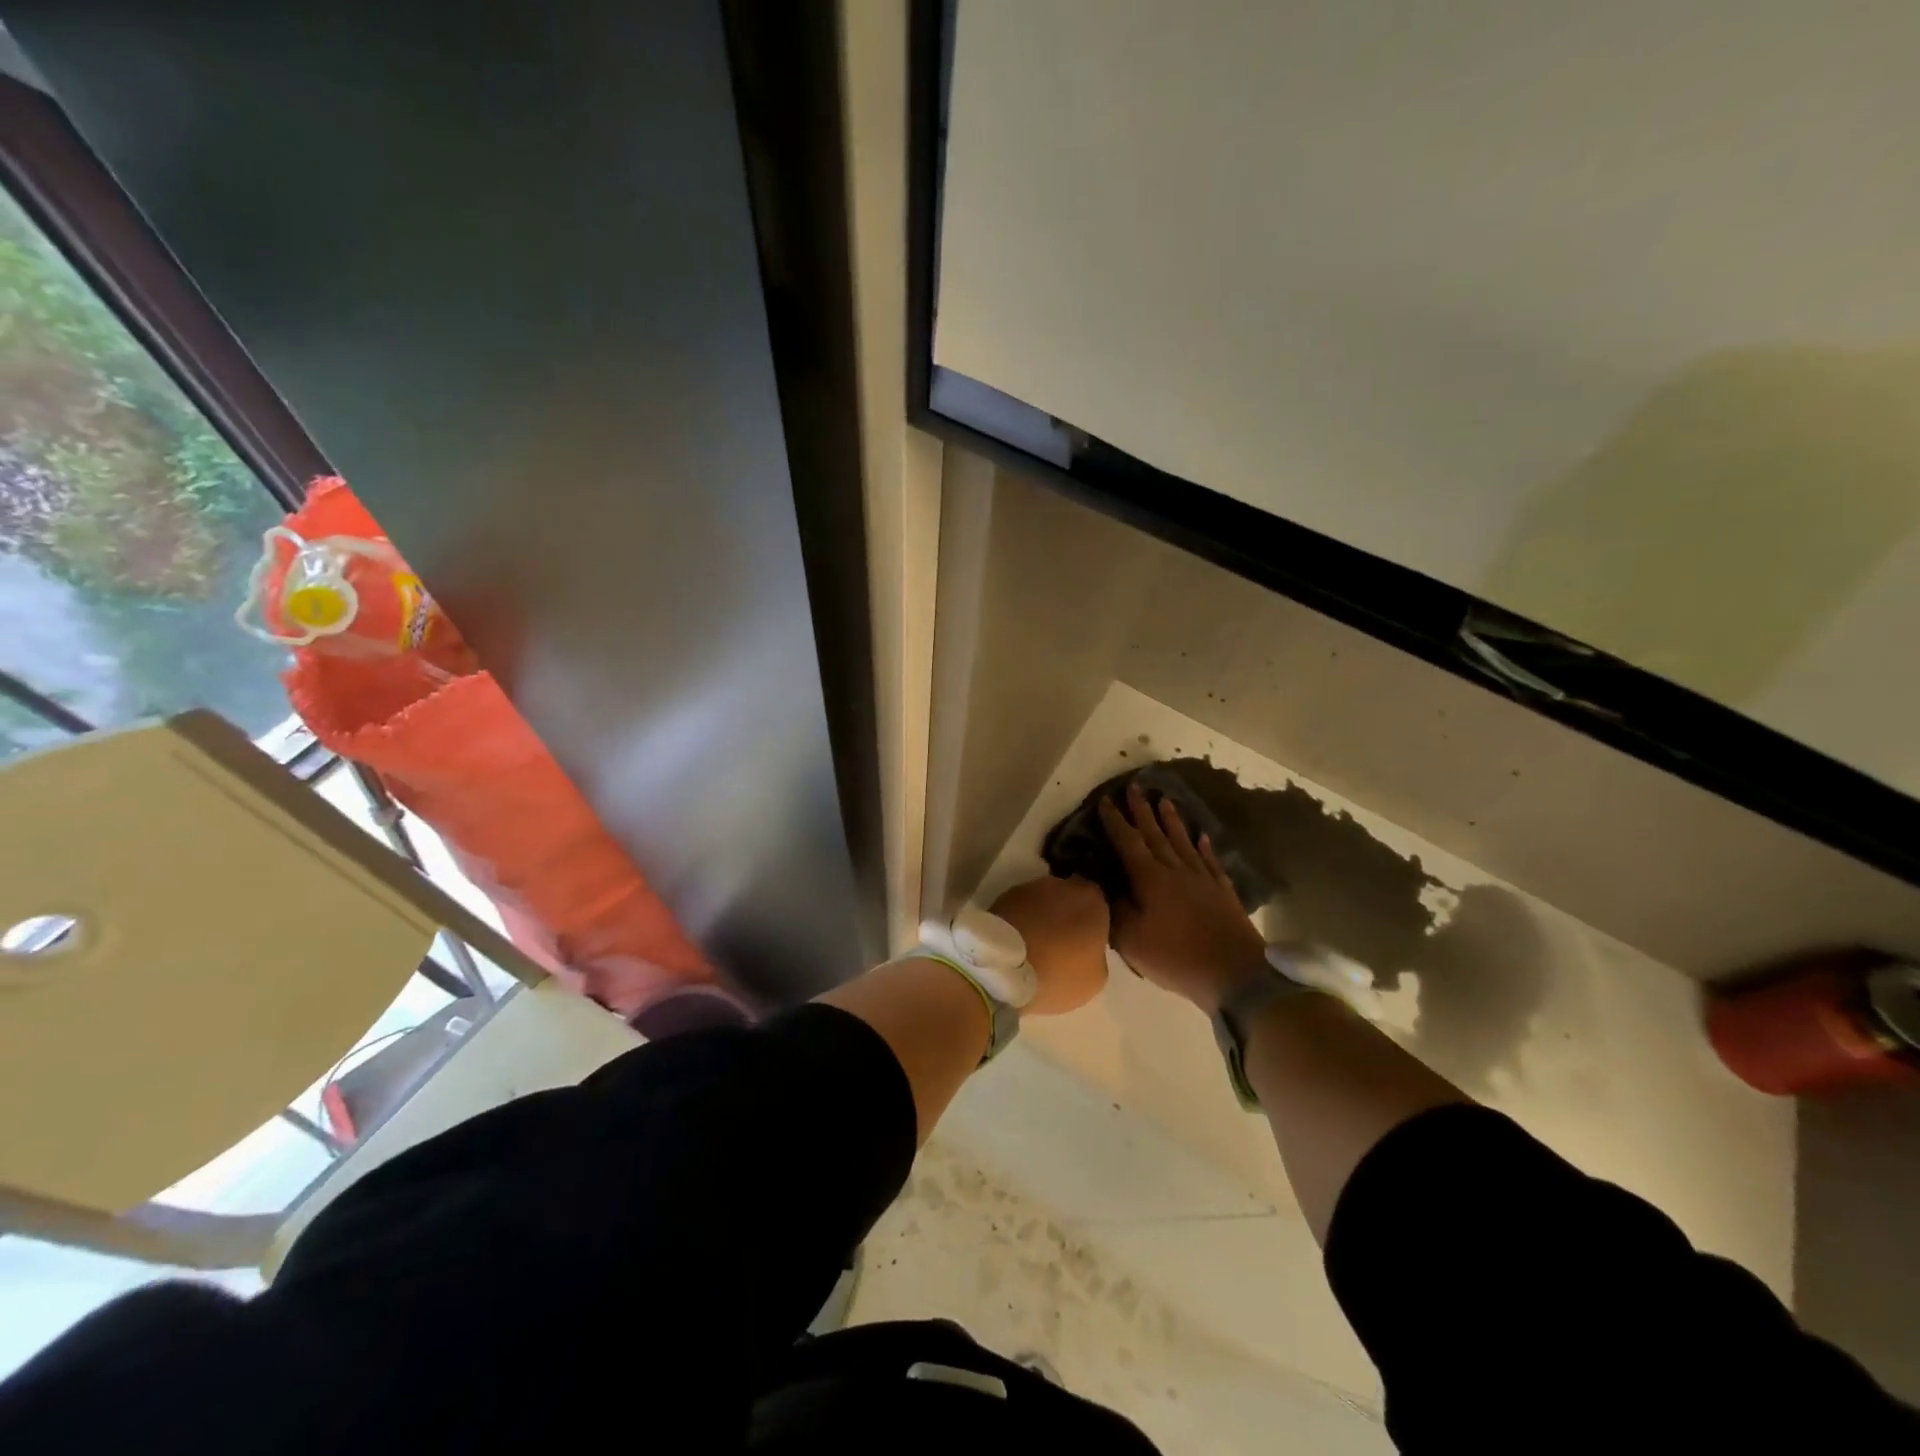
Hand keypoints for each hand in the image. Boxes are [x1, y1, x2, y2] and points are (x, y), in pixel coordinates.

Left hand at [989, 874, 1110, 1014]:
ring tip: (1034, 942)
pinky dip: (1021, 919)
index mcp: (1093, 901)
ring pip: (1043, 900)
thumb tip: (1087, 947)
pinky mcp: (1003, 895)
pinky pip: (1020, 907)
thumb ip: (1096, 952)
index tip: (1086, 941)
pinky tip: (1017, 940)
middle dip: (1066, 914)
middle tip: (1061, 941)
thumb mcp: (1095, 977)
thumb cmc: (1059, 973)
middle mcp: (1063, 885)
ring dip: (1041, 915)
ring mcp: (1030, 887)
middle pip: (1069, 897)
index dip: (1092, 922)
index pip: (1099, 904)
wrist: (1005, 967)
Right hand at [1098, 782, 1268, 1013]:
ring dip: (1172, 821)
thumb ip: (1114, 910)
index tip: (1106, 800)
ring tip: (1165, 800)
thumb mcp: (1132, 939)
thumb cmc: (1175, 956)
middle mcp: (1176, 870)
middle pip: (1156, 834)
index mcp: (1150, 879)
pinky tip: (1203, 836)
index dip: (1116, 821)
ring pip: (1183, 842)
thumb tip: (1102, 886)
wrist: (1235, 973)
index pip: (1128, 842)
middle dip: (1142, 811)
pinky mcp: (1223, 892)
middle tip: (1135, 787)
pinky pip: (1211, 861)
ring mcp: (1203, 879)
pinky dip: (1204, 847)